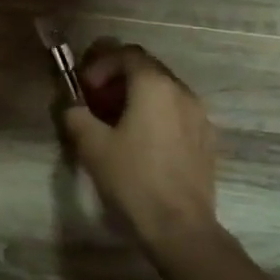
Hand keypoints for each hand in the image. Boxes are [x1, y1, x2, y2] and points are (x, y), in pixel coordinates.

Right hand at [58, 41, 218, 246]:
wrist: (179, 225)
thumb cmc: (132, 179)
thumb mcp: (92, 145)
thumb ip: (76, 116)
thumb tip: (72, 107)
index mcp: (154, 86)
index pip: (127, 54)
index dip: (101, 64)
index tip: (85, 88)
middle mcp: (182, 92)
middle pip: (147, 69)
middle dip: (118, 79)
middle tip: (96, 103)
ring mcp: (200, 116)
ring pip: (164, 92)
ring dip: (137, 97)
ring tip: (117, 124)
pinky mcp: (207, 139)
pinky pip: (177, 113)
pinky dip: (156, 115)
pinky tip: (143, 144)